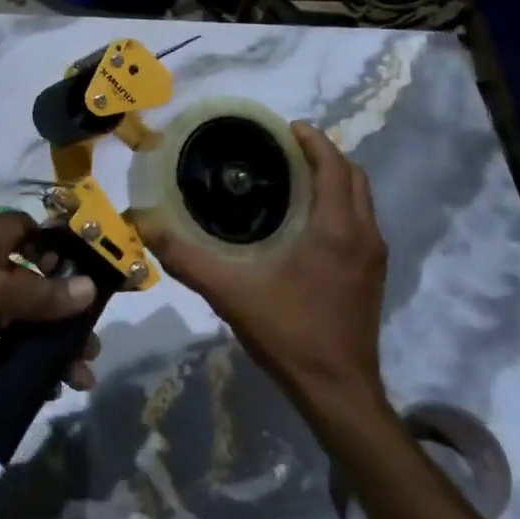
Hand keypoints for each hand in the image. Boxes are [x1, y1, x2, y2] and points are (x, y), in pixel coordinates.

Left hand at [0, 212, 101, 394]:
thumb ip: (36, 294)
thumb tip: (90, 291)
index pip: (34, 232)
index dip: (65, 251)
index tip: (97, 280)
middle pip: (30, 281)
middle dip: (62, 312)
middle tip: (91, 346)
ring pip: (14, 318)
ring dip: (42, 344)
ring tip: (73, 378)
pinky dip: (12, 361)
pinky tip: (36, 387)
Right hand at [148, 122, 389, 412]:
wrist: (339, 391)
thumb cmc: (290, 333)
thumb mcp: (231, 293)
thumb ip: (187, 259)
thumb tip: (146, 225)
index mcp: (336, 228)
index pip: (334, 166)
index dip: (314, 141)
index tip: (287, 127)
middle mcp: (364, 235)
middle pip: (354, 177)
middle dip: (325, 155)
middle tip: (286, 149)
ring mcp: (373, 258)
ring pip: (361, 201)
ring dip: (335, 181)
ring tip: (294, 178)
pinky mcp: (372, 277)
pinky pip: (360, 223)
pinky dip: (339, 206)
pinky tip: (306, 223)